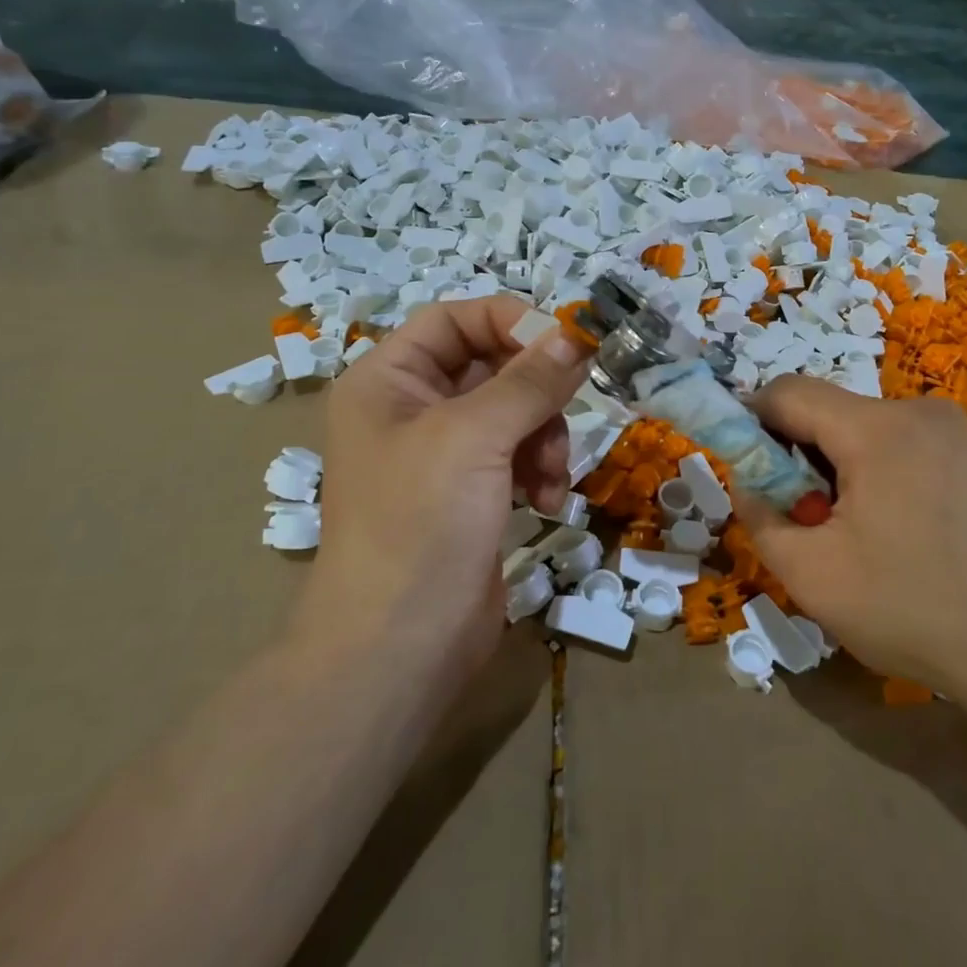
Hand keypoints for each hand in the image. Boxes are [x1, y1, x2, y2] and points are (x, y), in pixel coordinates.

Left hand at [291, 298, 591, 691]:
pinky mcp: (471, 492)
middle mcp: (412, 408)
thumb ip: (529, 381)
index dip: (510, 321)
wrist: (400, 647)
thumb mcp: (474, 437)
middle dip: (536, 391)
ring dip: (544, 435)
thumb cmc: (420, 523)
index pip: (455, 320)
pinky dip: (539, 469)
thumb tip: (577, 335)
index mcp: (389, 379)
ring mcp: (443, 454)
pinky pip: (518, 454)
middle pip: (491, 365)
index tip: (565, 343)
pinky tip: (547, 500)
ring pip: (514, 411)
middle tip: (572, 404)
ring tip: (551, 474)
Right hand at [733, 378, 966, 767]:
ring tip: (858, 539)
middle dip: (800, 458)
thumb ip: (761, 518)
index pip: (786, 392)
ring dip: (839, 471)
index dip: (752, 425)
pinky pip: (901, 447)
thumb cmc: (917, 611)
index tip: (752, 477)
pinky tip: (900, 536)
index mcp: (876, 428)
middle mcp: (919, 411)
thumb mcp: (813, 576)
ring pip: (864, 432)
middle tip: (809, 523)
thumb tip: (749, 483)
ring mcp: (955, 432)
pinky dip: (878, 476)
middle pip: (828, 412)